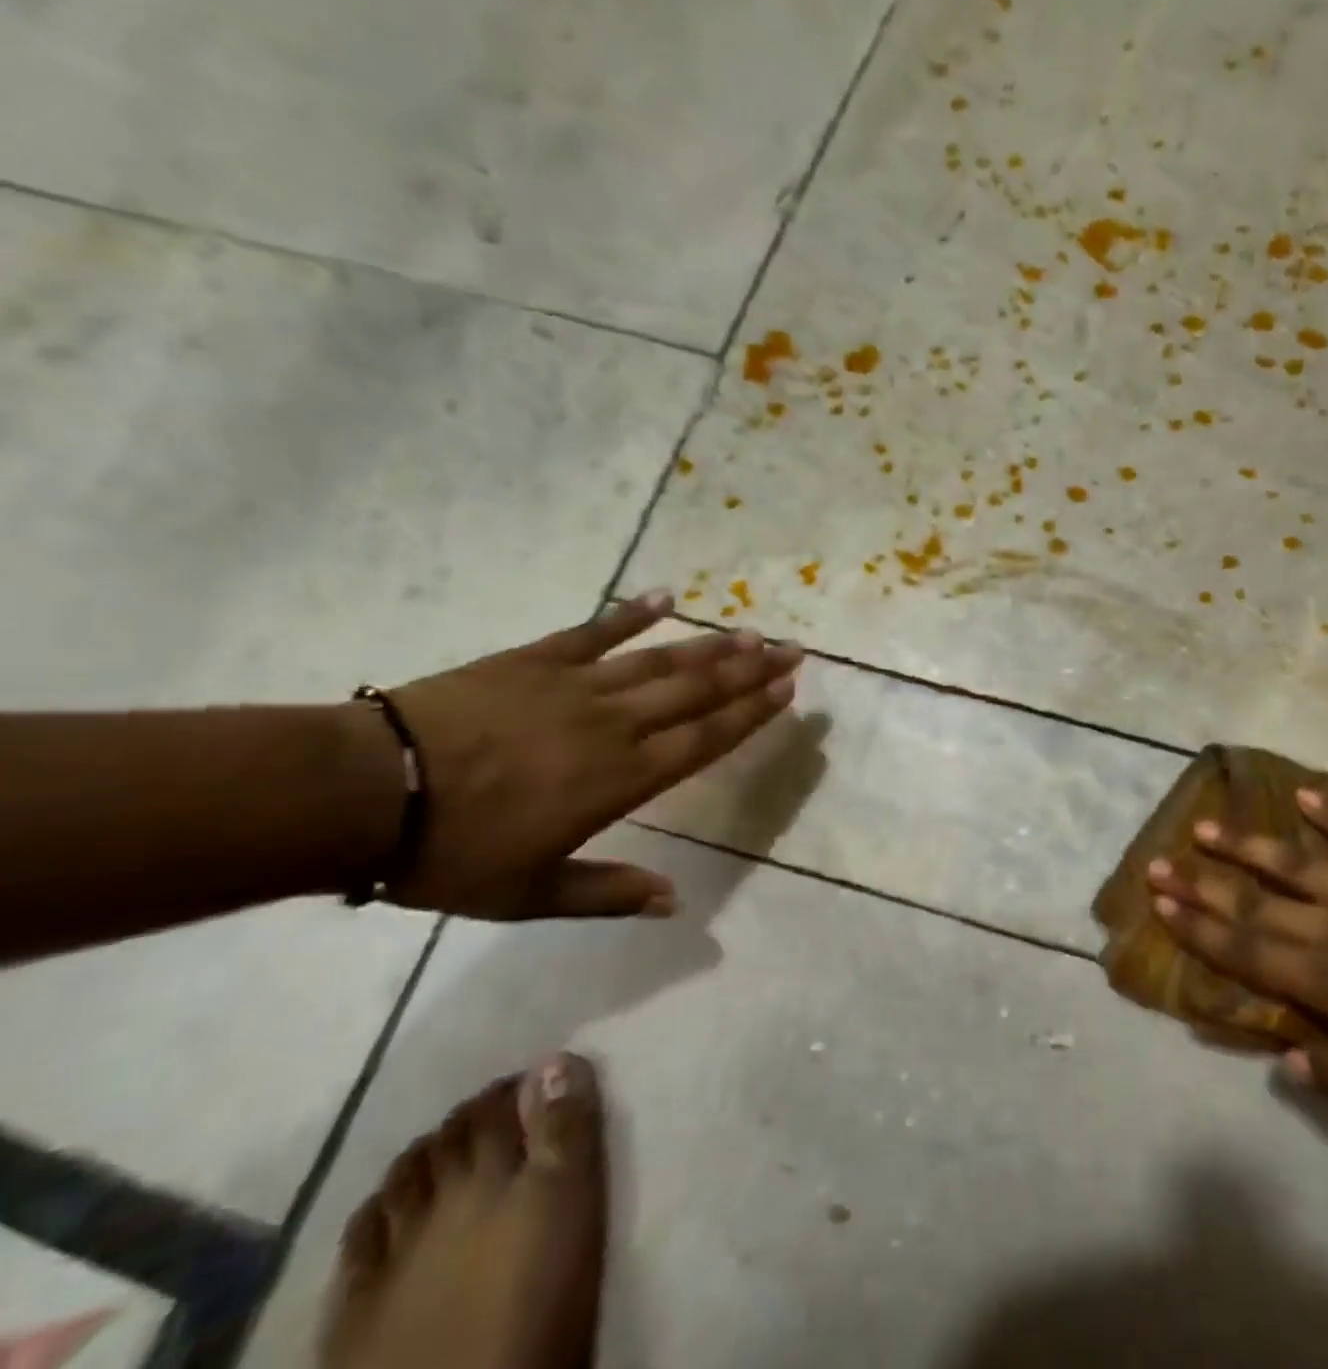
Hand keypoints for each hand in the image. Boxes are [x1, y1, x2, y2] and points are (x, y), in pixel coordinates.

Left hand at [374, 589, 800, 920]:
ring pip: (659, 660)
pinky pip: (594, 631)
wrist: (365, 794)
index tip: (787, 689)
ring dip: (708, 646)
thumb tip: (674, 902)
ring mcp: (576, 685)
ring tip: (748, 631)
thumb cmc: (453, 852)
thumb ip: (608, 894)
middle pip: (697, 692)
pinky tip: (663, 597)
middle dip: (750, 670)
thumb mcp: (531, 894)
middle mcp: (615, 724)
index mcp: (621, 778)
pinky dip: (631, 613)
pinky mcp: (535, 660)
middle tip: (790, 648)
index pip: (705, 738)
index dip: (751, 713)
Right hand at [1146, 782, 1327, 1140]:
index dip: (1202, 929)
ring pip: (1300, 865)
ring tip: (1206, 826)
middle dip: (1204, 885)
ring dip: (1249, 847)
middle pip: (1260, 904)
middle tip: (1158, 863)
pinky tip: (1304, 794)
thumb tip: (1284, 1056)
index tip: (1161, 905)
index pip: (1252, 952)